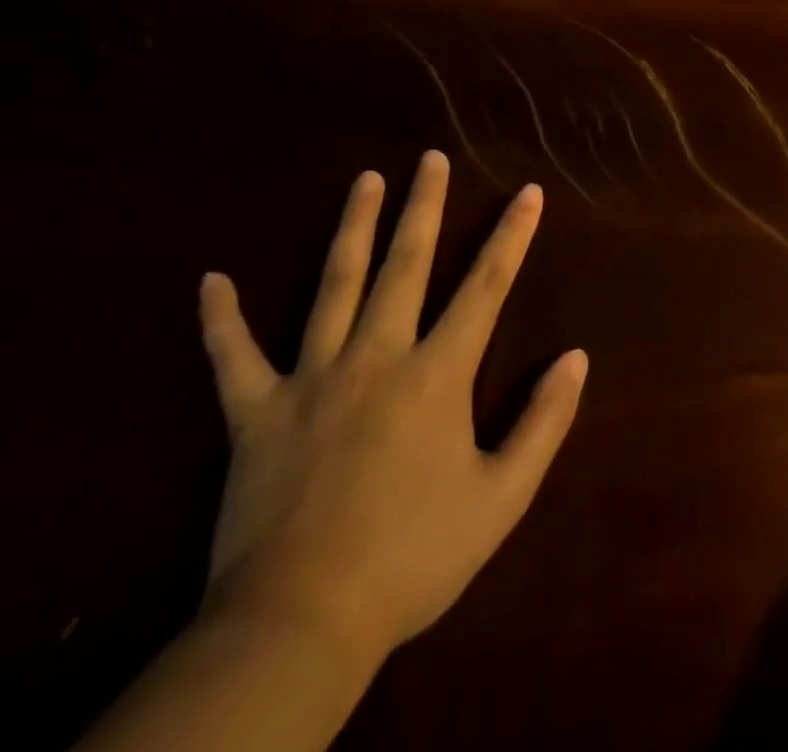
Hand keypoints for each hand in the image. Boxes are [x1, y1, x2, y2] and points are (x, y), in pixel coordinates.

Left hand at [196, 152, 585, 664]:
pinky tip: (212, 281)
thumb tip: (576, 358)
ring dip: (352, 229)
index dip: (512, 235)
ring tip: (364, 181)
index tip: (528, 191)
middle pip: (405, 265)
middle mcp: (376, 357)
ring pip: (332, 287)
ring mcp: (310, 381)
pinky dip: (220, 320)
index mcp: (436, 374)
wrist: (298, 628)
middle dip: (424, 207)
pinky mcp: (255, 416)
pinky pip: (232, 360)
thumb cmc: (413, 558)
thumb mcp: (502, 496)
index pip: (486, 286)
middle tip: (430, 158)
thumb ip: (544, 422)